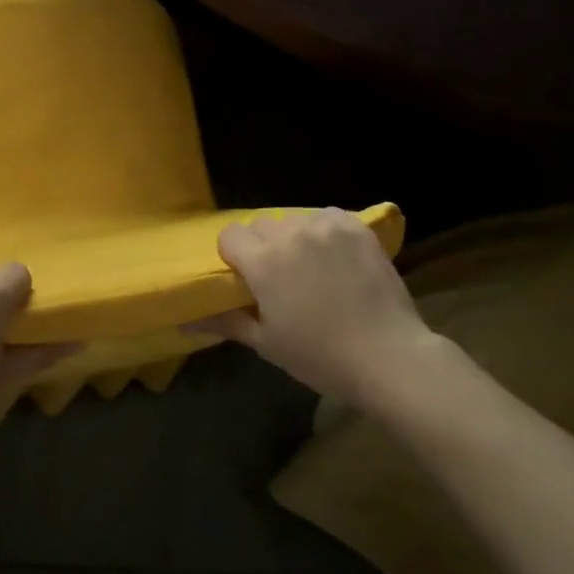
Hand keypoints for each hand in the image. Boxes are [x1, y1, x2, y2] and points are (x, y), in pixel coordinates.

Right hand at [198, 209, 445, 407]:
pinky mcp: (356, 227)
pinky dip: (326, 232)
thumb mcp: (267, 344)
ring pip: (294, 220)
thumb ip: (225, 322)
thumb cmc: (321, 357)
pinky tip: (337, 258)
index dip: (234, 257)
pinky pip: (327, 217)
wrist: (390, 356)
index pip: (230, 235)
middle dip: (264, 247)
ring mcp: (326, 226)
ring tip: (314, 269)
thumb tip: (184, 322)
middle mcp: (290, 234)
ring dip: (295, 239)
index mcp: (263, 261)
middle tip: (282, 279)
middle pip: (261, 225)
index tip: (248, 280)